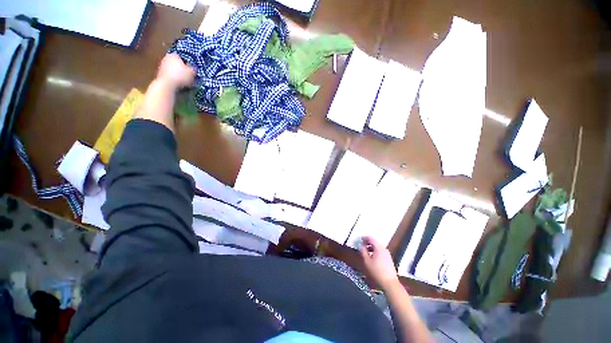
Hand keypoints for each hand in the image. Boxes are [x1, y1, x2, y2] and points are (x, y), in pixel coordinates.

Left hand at [156, 53, 194, 89]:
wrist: (167, 84)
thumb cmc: (180, 76)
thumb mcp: (192, 73)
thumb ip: (193, 69)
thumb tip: (194, 68)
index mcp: (174, 55)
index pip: (183, 57)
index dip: (188, 64)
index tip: (191, 70)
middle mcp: (166, 58)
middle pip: (176, 63)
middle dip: (182, 69)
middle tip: (188, 75)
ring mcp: (162, 65)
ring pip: (173, 69)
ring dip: (178, 74)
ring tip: (184, 81)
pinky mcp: (160, 73)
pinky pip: (169, 75)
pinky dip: (174, 78)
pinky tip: (178, 84)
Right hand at [360, 236, 398, 289]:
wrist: (390, 283)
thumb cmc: (376, 271)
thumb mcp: (367, 261)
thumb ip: (363, 251)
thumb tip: (361, 245)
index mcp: (378, 248)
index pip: (371, 238)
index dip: (364, 238)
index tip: (360, 239)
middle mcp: (384, 249)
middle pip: (375, 242)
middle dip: (368, 242)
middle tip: (362, 245)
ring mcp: (387, 254)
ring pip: (378, 247)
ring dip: (372, 247)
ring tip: (366, 251)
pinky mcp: (389, 259)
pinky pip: (381, 251)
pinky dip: (375, 251)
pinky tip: (372, 257)